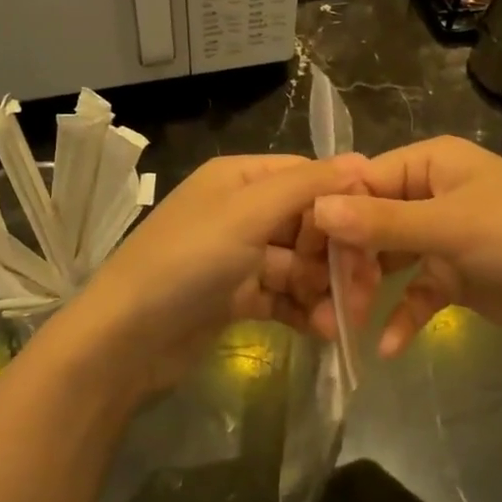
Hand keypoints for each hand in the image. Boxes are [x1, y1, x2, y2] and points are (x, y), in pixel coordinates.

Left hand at [60, 153, 367, 396]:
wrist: (125, 340)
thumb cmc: (188, 261)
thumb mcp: (247, 214)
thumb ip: (306, 186)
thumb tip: (361, 161)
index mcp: (241, 178)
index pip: (308, 178)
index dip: (343, 204)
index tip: (376, 236)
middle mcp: (241, 211)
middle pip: (308, 224)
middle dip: (336, 257)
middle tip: (362, 291)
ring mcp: (239, 256)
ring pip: (300, 265)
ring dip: (323, 291)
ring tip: (339, 322)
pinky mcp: (236, 297)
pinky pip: (283, 296)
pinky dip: (304, 311)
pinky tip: (322, 332)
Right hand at [311, 136, 501, 355]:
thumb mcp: (451, 227)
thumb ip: (383, 221)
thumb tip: (317, 208)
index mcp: (431, 164)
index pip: (364, 181)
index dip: (333, 214)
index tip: (305, 252)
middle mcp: (431, 193)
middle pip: (371, 221)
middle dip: (352, 259)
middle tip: (331, 296)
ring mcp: (443, 236)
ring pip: (389, 259)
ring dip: (370, 289)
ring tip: (348, 321)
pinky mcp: (455, 275)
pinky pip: (416, 292)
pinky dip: (403, 315)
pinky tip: (386, 346)